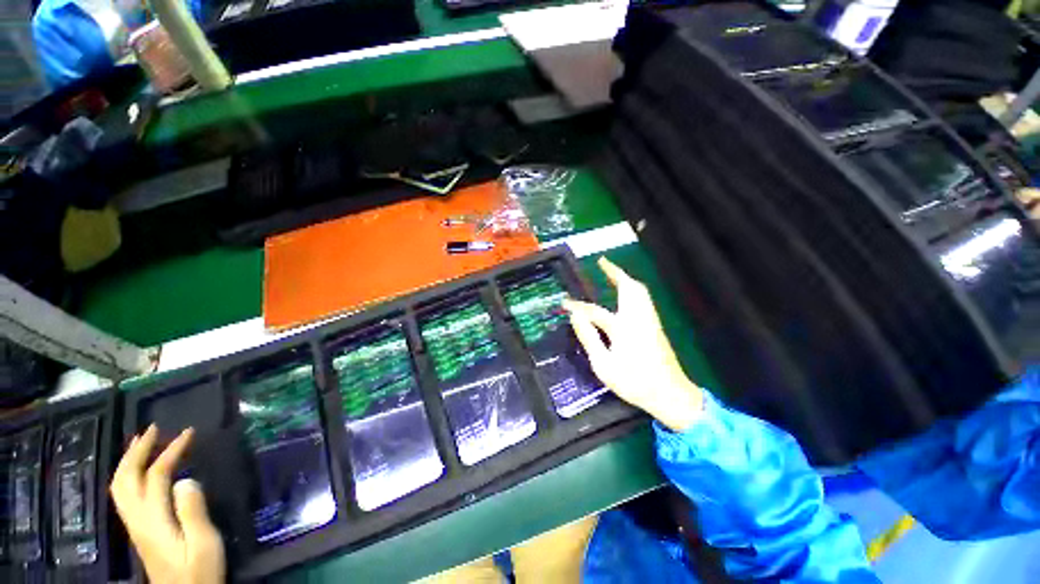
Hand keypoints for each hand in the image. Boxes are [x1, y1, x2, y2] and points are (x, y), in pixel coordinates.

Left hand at [111, 426, 225, 583]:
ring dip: (129, 461)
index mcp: (154, 521)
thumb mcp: (204, 544)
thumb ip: (193, 512)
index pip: (156, 477)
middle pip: (125, 479)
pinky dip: (130, 475)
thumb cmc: (200, 572)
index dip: (170, 452)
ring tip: (143, 442)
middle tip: (153, 428)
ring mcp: (136, 526)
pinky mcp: (140, 531)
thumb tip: (186, 479)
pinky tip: (142, 472)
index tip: (190, 432)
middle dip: (137, 450)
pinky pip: (126, 496)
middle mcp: (138, 520)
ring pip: (121, 488)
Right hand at [563, 257, 702, 431]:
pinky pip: (643, 299)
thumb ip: (589, 338)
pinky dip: (633, 290)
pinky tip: (626, 294)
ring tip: (612, 273)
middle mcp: (638, 318)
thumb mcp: (603, 364)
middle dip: (615, 272)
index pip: (594, 311)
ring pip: (639, 291)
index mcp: (623, 327)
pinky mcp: (655, 326)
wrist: (670, 395)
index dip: (577, 306)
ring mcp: (649, 321)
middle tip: (602, 262)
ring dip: (625, 279)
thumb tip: (575, 315)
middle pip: (629, 288)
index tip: (564, 302)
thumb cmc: (634, 381)